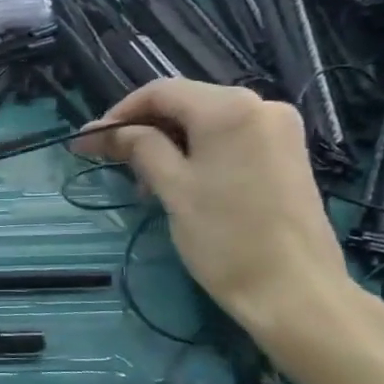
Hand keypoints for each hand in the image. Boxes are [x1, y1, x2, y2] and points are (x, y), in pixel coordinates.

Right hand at [84, 81, 351, 337]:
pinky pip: (229, 139)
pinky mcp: (286, 154)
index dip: (119, 113)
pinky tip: (177, 183)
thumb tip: (105, 131)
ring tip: (143, 182)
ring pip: (205, 123)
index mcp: (230, 108)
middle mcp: (260, 106)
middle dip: (143, 130)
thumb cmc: (225, 237)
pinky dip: (196, 153)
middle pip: (185, 104)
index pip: (160, 92)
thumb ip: (139, 148)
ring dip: (167, 144)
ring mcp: (278, 130)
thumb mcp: (172, 188)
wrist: (294, 291)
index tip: (89, 143)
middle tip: (109, 163)